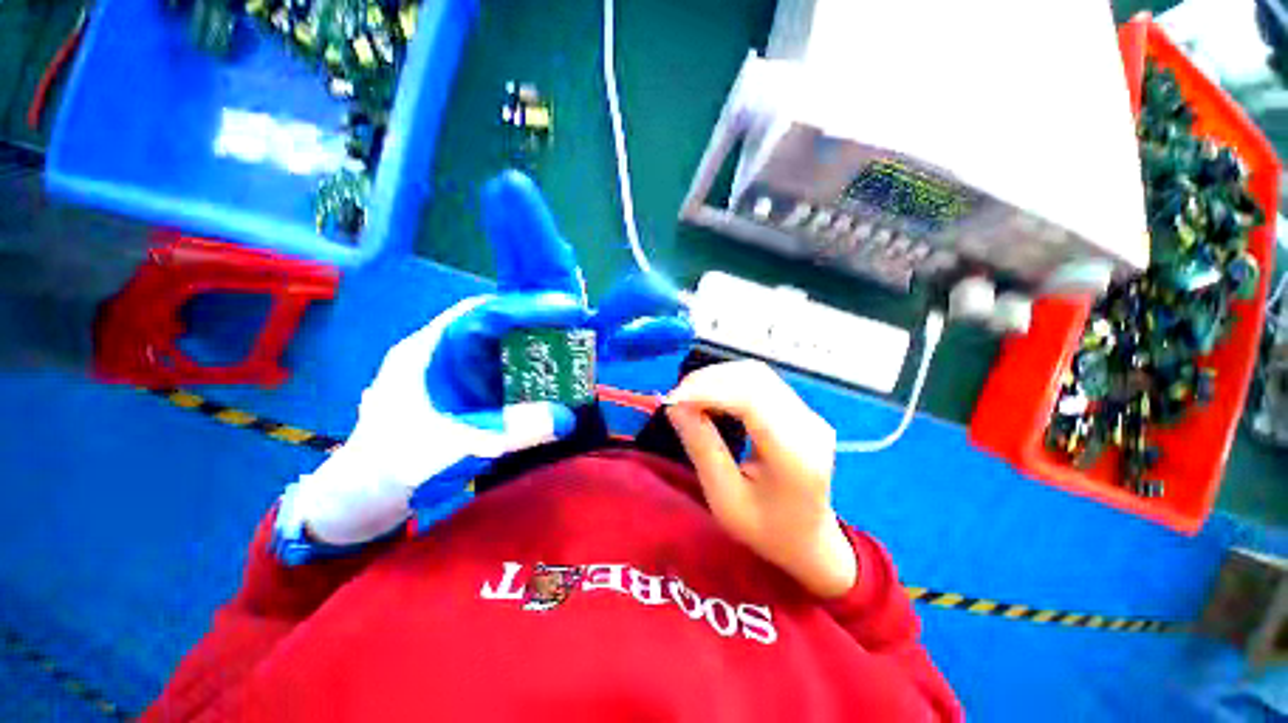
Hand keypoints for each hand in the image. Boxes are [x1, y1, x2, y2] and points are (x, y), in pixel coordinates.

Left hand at [289, 171, 692, 545]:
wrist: (394, 475)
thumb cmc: (395, 456)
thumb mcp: (433, 448)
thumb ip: (495, 432)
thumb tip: (564, 416)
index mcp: (453, 341)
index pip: (492, 314)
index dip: (530, 309)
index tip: (568, 311)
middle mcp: (497, 337)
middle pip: (527, 289)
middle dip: (538, 251)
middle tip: (526, 198)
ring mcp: (528, 354)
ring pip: (569, 320)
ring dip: (609, 307)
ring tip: (653, 295)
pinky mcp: (549, 373)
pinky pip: (587, 355)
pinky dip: (624, 347)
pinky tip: (660, 335)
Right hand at [664, 361, 855, 598]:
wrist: (810, 543)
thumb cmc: (766, 530)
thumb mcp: (725, 499)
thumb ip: (702, 448)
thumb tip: (675, 406)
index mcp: (794, 454)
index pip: (750, 400)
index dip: (708, 390)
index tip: (672, 399)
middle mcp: (808, 425)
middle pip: (754, 378)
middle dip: (708, 380)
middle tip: (676, 398)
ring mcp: (809, 415)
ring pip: (757, 374)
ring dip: (718, 378)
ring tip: (689, 396)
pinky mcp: (802, 411)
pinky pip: (761, 383)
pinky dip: (730, 383)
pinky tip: (712, 396)